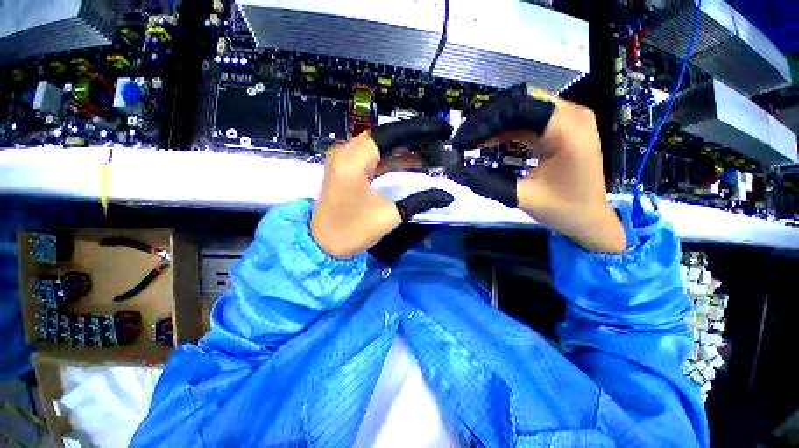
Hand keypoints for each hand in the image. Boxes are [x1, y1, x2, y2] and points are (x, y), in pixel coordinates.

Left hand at [311, 117, 454, 258]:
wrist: (322, 245)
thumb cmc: (352, 231)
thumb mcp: (389, 215)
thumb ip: (420, 201)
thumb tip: (448, 195)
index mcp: (353, 160)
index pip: (391, 134)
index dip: (419, 130)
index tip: (442, 131)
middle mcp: (346, 152)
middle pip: (385, 137)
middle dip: (414, 139)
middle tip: (439, 142)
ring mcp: (344, 160)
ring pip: (379, 146)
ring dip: (404, 150)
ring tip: (431, 152)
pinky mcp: (346, 169)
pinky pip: (372, 157)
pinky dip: (392, 159)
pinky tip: (411, 162)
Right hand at [451, 84, 625, 252]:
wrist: (590, 217)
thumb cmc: (563, 209)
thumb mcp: (522, 197)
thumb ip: (488, 182)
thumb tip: (458, 171)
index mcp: (567, 129)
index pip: (517, 108)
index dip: (485, 122)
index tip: (462, 141)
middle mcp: (571, 113)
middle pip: (519, 101)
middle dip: (487, 120)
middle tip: (464, 139)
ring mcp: (568, 117)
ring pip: (521, 106)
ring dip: (494, 123)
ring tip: (472, 141)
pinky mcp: (561, 125)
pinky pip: (527, 118)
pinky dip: (505, 128)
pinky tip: (489, 142)